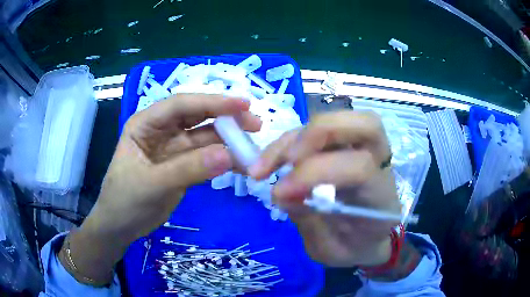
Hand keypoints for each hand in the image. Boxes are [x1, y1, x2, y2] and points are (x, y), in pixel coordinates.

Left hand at [63, 94, 260, 283]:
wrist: (120, 227)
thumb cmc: (124, 201)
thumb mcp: (151, 185)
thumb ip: (188, 169)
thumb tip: (228, 156)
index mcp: (146, 124)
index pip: (181, 105)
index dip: (212, 102)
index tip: (243, 106)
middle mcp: (161, 130)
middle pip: (197, 117)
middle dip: (226, 119)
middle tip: (255, 125)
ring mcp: (174, 148)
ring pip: (206, 138)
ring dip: (229, 142)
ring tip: (253, 150)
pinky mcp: (183, 166)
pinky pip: (207, 158)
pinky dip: (224, 161)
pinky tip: (241, 166)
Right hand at [249, 111, 400, 266]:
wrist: (368, 241)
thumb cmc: (353, 249)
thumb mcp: (329, 250)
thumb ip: (309, 221)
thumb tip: (280, 192)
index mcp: (382, 199)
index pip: (359, 168)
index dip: (315, 173)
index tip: (278, 194)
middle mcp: (382, 166)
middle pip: (366, 124)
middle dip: (318, 133)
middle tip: (285, 159)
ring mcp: (365, 152)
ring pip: (343, 119)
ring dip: (298, 136)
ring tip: (265, 164)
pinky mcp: (348, 148)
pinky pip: (324, 131)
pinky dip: (294, 140)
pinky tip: (274, 160)